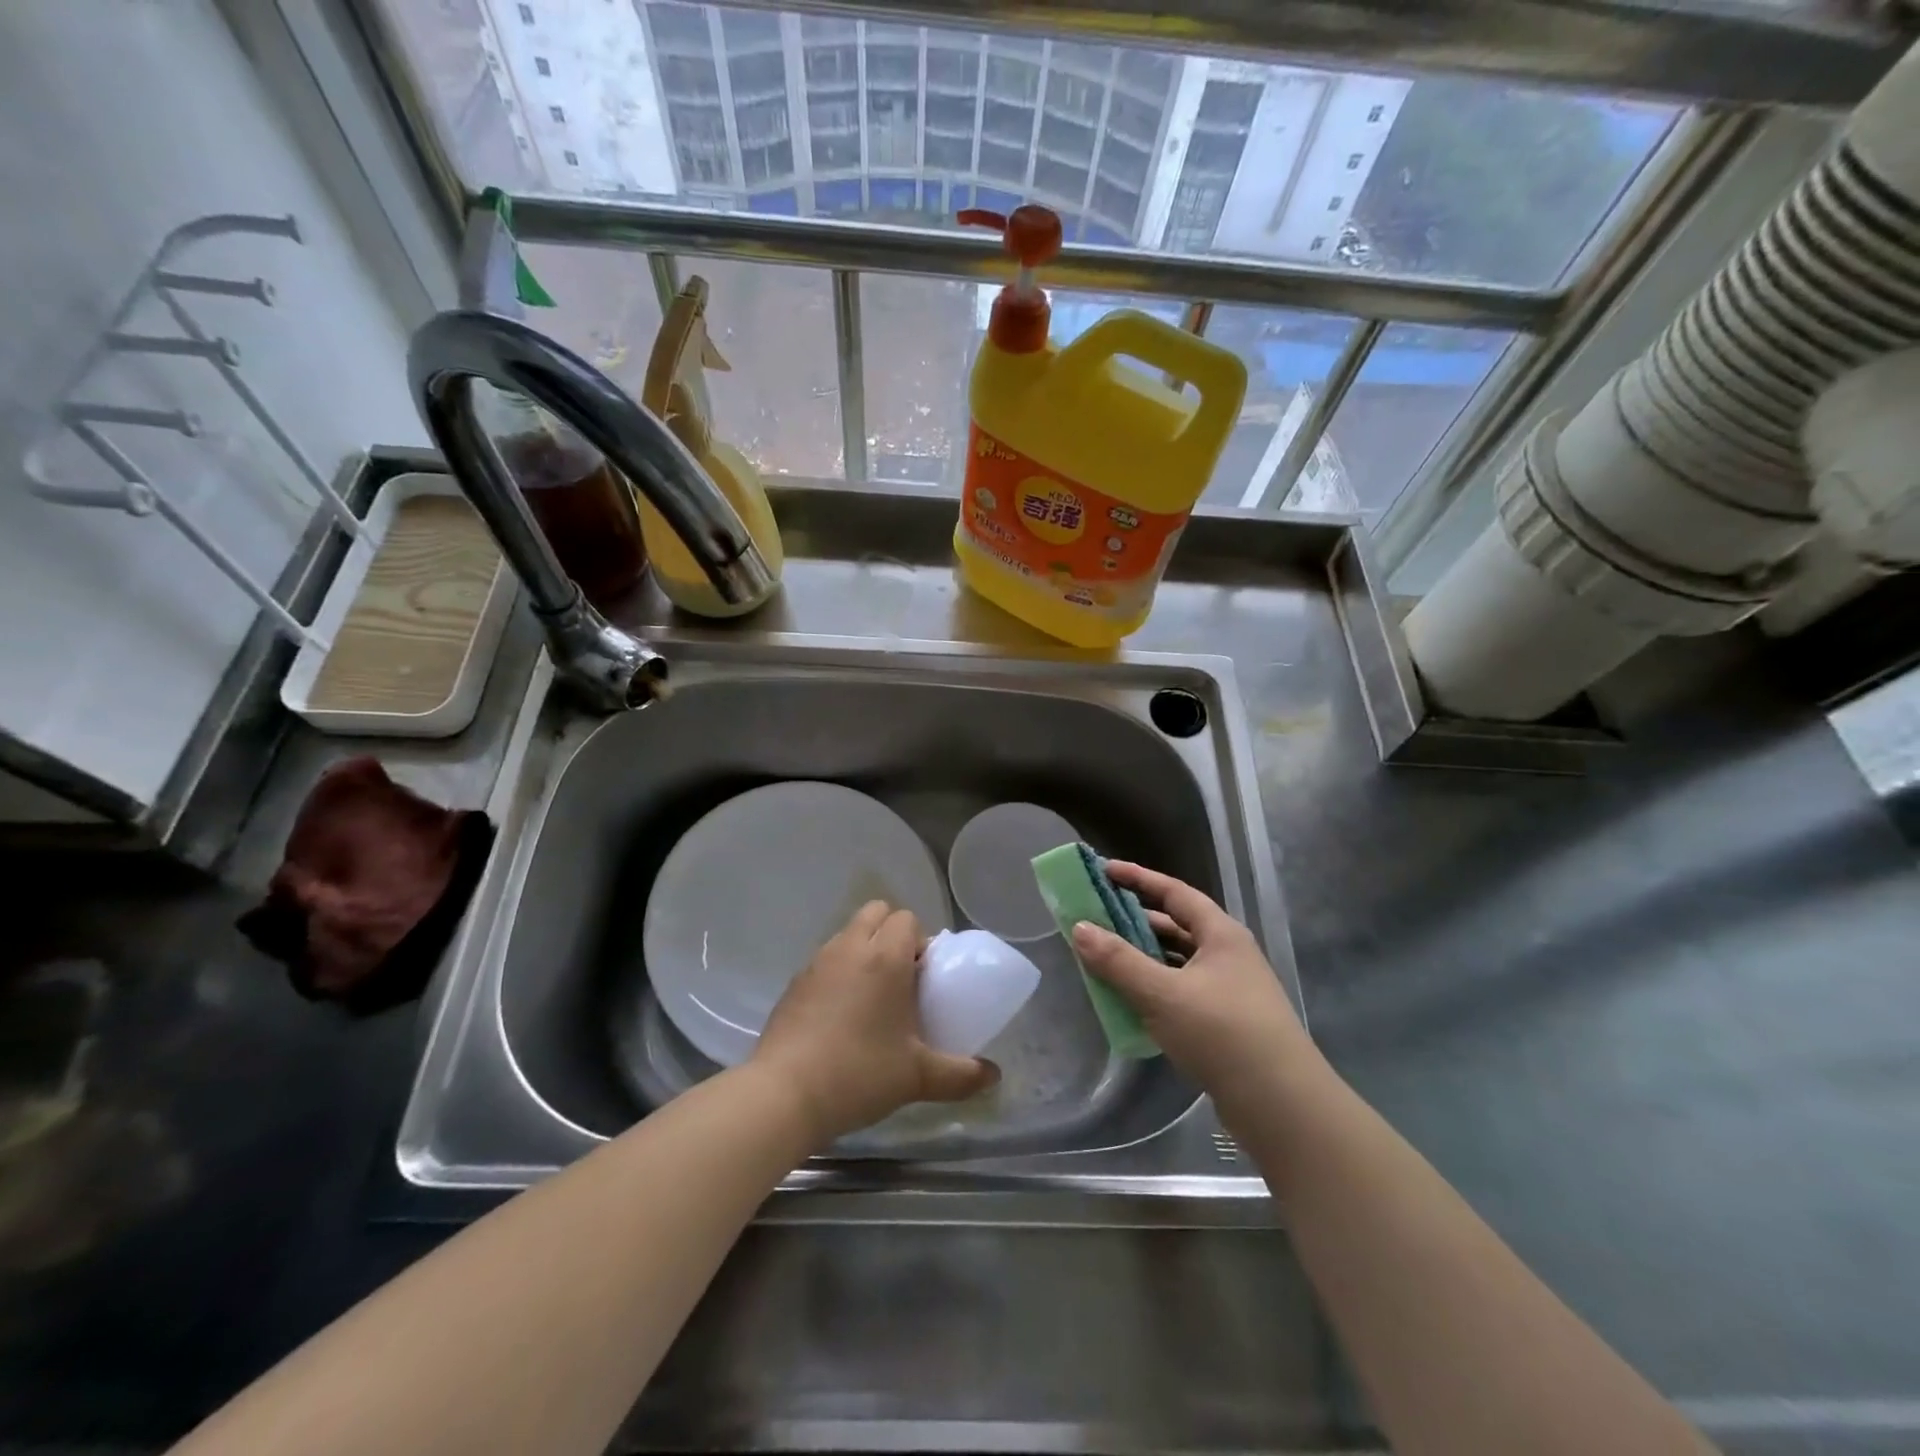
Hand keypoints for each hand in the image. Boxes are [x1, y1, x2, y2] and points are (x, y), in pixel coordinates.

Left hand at [752, 902, 998, 1145]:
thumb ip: (960, 1074)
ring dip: (864, 950)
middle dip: (891, 933)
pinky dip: (838, 972)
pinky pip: (825, 959)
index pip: (907, 918)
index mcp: (884, 957)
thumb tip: (994, 1076)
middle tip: (901, 980)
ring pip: (847, 933)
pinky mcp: (794, 982)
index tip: (923, 978)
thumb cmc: (859, 1074)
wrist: (783, 1095)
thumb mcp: (917, 1077)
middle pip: (875, 912)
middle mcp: (850, 947)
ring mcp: (817, 962)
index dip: (920, 941)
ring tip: (871, 998)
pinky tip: (840, 1016)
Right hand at [1070, 862, 1322, 1127]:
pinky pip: (1181, 992)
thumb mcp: (1163, 994)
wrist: (1282, 1107)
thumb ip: (1118, 961)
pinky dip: (1154, 989)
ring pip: (1177, 962)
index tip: (1103, 870)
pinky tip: (1130, 1002)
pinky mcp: (1226, 1023)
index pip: (1174, 892)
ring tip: (1104, 959)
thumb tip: (1080, 928)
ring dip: (1143, 958)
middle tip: (1096, 918)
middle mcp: (1228, 955)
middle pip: (1175, 926)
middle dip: (1135, 921)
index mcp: (1220, 935)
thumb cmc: (1222, 1034)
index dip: (1138, 878)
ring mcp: (1230, 990)